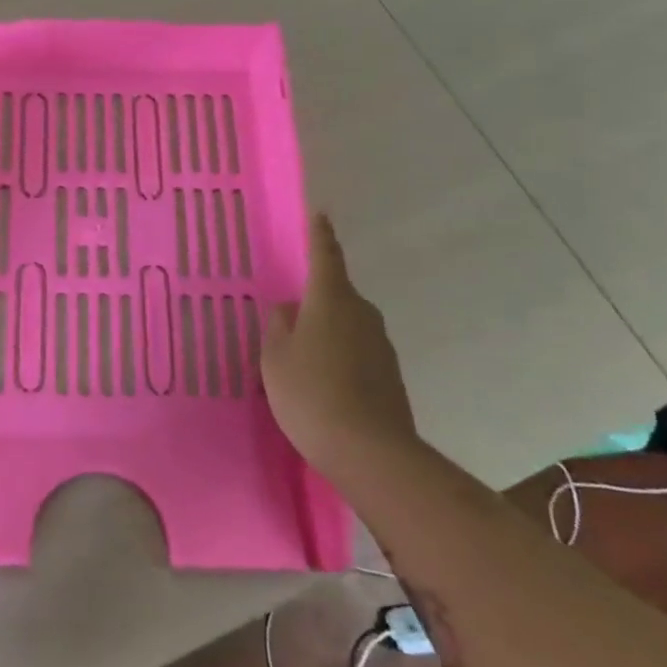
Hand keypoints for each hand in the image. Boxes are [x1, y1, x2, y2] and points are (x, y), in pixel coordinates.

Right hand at [261, 213, 418, 471]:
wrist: (370, 452)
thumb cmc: (310, 394)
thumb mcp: (275, 358)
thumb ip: (279, 326)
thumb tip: (289, 308)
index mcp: (331, 300)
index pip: (326, 256)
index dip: (320, 234)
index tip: (320, 213)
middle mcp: (362, 313)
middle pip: (336, 294)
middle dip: (315, 299)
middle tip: (289, 318)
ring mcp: (381, 344)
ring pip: (347, 325)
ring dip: (327, 332)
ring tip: (302, 360)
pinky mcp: (390, 374)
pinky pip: (357, 352)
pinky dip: (340, 358)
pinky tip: (324, 384)